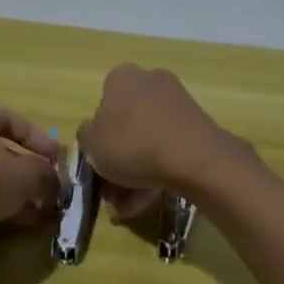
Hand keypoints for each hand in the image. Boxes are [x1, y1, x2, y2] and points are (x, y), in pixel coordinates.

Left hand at [0, 100, 63, 253]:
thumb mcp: (22, 174)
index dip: (41, 141)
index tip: (59, 160)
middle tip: (52, 189)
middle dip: (30, 172)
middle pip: (2, 150)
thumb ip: (45, 174)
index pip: (15, 122)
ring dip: (17, 192)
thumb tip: (59, 182)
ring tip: (43, 210)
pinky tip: (21, 221)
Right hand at [78, 64, 247, 219]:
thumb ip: (86, 136)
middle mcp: (150, 81)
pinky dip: (158, 171)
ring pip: (147, 140)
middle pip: (126, 126)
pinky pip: (168, 147)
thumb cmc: (132, 144)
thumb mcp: (91, 144)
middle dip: (118, 162)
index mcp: (121, 77)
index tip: (98, 165)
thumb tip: (93, 134)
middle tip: (113, 194)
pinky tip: (152, 199)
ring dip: (136, 174)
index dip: (97, 138)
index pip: (102, 105)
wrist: (193, 157)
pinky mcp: (196, 124)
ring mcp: (176, 102)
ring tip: (131, 206)